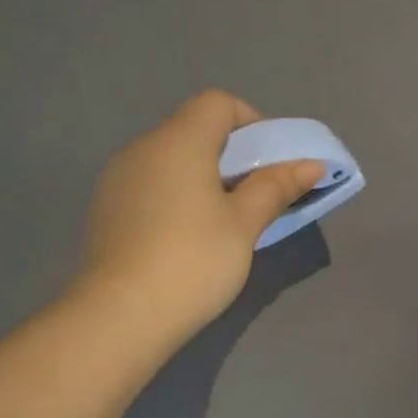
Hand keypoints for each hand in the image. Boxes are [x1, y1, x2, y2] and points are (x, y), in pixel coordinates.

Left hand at [77, 90, 321, 351]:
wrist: (122, 315)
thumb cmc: (194, 261)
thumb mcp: (244, 224)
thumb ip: (276, 187)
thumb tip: (311, 164)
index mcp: (178, 140)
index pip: (217, 103)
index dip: (250, 123)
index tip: (268, 164)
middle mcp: (142, 147)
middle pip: (194, 130)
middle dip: (231, 156)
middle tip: (254, 198)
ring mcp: (118, 178)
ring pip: (170, 161)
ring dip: (202, 178)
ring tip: (221, 223)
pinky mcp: (106, 209)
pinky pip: (150, 186)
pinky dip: (175, 196)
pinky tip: (185, 239)